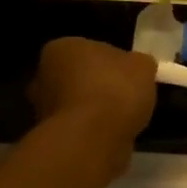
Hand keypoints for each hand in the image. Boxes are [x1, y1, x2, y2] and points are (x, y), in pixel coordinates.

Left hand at [29, 38, 157, 176]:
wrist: (94, 139)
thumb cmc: (114, 90)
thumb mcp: (143, 66)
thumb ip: (139, 63)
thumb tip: (137, 67)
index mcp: (62, 48)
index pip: (89, 49)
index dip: (112, 62)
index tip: (129, 75)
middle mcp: (44, 75)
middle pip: (78, 78)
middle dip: (98, 86)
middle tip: (125, 97)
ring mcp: (44, 109)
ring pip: (77, 105)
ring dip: (95, 111)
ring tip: (124, 119)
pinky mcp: (52, 137)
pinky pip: (79, 128)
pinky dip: (94, 131)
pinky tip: (113, 135)